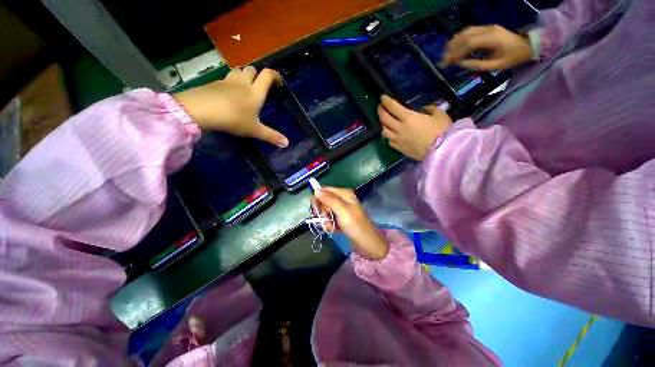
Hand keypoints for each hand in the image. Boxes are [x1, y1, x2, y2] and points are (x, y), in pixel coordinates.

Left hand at [173, 67, 288, 146]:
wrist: (200, 110)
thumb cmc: (233, 119)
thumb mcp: (254, 130)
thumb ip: (271, 136)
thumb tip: (287, 143)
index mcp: (255, 92)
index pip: (267, 75)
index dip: (275, 75)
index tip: (279, 82)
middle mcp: (242, 83)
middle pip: (252, 69)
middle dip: (258, 75)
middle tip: (259, 86)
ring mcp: (226, 81)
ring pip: (237, 71)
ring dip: (243, 76)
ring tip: (245, 88)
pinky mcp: (213, 84)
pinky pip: (225, 79)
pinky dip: (230, 83)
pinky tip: (228, 95)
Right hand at [313, 187, 388, 260]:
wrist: (367, 244)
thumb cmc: (355, 225)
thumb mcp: (342, 210)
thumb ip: (329, 199)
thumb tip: (316, 190)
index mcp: (344, 193)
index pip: (324, 190)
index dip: (318, 199)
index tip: (315, 210)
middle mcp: (342, 199)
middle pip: (324, 200)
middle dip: (322, 211)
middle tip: (326, 219)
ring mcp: (342, 209)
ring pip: (326, 210)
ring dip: (326, 220)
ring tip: (332, 226)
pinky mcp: (341, 218)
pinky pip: (330, 218)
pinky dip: (330, 224)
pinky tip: (334, 229)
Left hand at [378, 95, 451, 160]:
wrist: (441, 152)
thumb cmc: (442, 131)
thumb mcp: (440, 114)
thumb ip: (430, 109)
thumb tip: (424, 109)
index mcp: (408, 118)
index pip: (393, 107)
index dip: (386, 101)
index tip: (382, 97)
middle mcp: (399, 128)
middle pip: (384, 119)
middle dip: (381, 111)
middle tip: (380, 107)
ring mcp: (398, 140)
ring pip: (384, 131)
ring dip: (383, 124)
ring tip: (384, 121)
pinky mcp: (399, 149)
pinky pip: (389, 141)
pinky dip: (388, 136)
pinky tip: (391, 135)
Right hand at [443, 25, 532, 70]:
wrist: (527, 45)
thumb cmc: (513, 57)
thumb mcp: (496, 66)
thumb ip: (477, 65)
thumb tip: (460, 64)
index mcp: (491, 39)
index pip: (468, 43)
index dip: (456, 53)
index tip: (447, 63)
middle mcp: (487, 30)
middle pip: (465, 36)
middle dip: (452, 48)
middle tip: (443, 60)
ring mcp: (487, 28)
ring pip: (466, 32)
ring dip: (454, 42)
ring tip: (446, 54)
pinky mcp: (486, 29)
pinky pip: (470, 31)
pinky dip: (460, 39)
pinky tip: (455, 46)